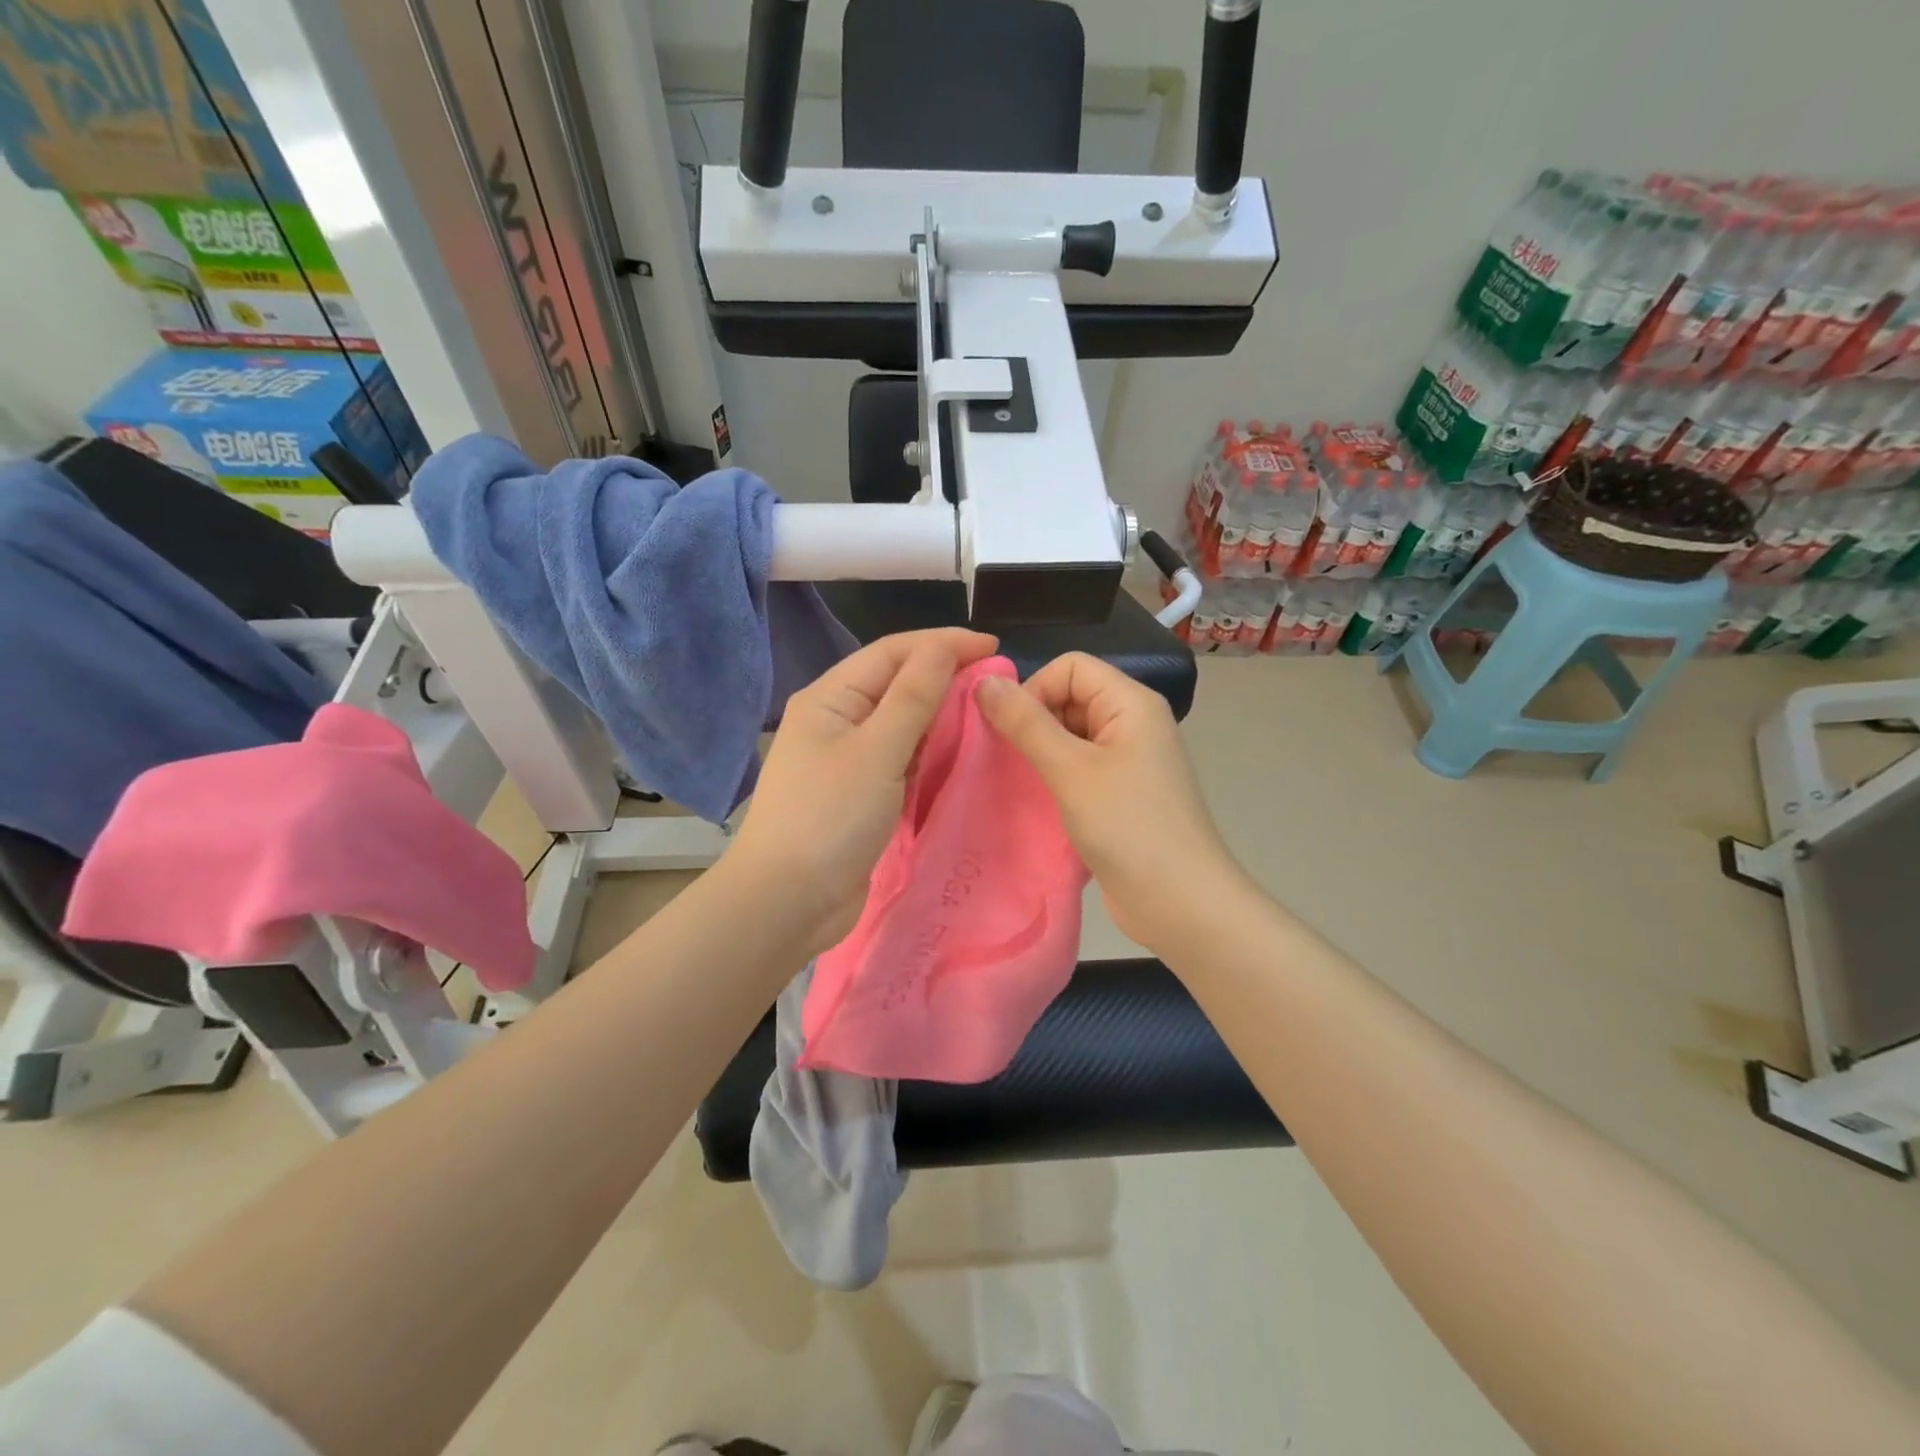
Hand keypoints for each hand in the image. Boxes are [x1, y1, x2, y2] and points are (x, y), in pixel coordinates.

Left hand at [730, 628, 998, 958]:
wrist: (788, 901)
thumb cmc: (829, 817)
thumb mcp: (877, 750)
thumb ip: (913, 697)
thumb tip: (945, 648)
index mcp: (830, 698)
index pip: (892, 652)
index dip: (943, 644)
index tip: (995, 648)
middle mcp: (836, 720)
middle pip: (896, 683)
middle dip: (944, 677)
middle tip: (996, 683)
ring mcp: (846, 759)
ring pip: (901, 723)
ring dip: (939, 715)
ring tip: (984, 714)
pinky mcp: (859, 793)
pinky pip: (900, 758)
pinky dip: (928, 752)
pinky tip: (956, 754)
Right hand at [977, 652, 1237, 952]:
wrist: (1180, 903)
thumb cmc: (1128, 827)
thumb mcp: (1071, 770)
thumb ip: (1026, 723)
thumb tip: (984, 681)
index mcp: (1131, 703)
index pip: (1070, 667)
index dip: (1035, 688)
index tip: (1011, 730)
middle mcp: (1132, 723)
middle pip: (1070, 696)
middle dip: (1034, 720)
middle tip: (1007, 759)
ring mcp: (1128, 760)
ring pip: (1070, 734)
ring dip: (1040, 751)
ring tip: (1018, 781)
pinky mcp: (1120, 793)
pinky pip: (1078, 766)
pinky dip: (1053, 776)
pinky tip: (1035, 801)